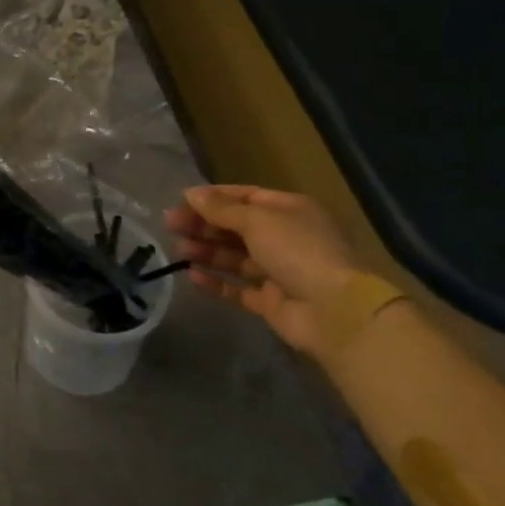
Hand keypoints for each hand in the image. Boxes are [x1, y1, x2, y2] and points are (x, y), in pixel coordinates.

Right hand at [165, 185, 362, 357]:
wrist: (334, 312)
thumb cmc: (298, 252)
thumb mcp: (257, 220)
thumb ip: (221, 209)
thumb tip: (190, 193)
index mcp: (289, 211)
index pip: (245, 197)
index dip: (213, 198)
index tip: (181, 202)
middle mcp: (285, 238)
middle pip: (236, 227)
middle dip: (204, 225)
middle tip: (170, 226)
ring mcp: (278, 271)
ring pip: (234, 257)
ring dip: (206, 251)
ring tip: (178, 249)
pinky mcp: (270, 301)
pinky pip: (237, 288)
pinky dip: (215, 281)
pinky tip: (191, 275)